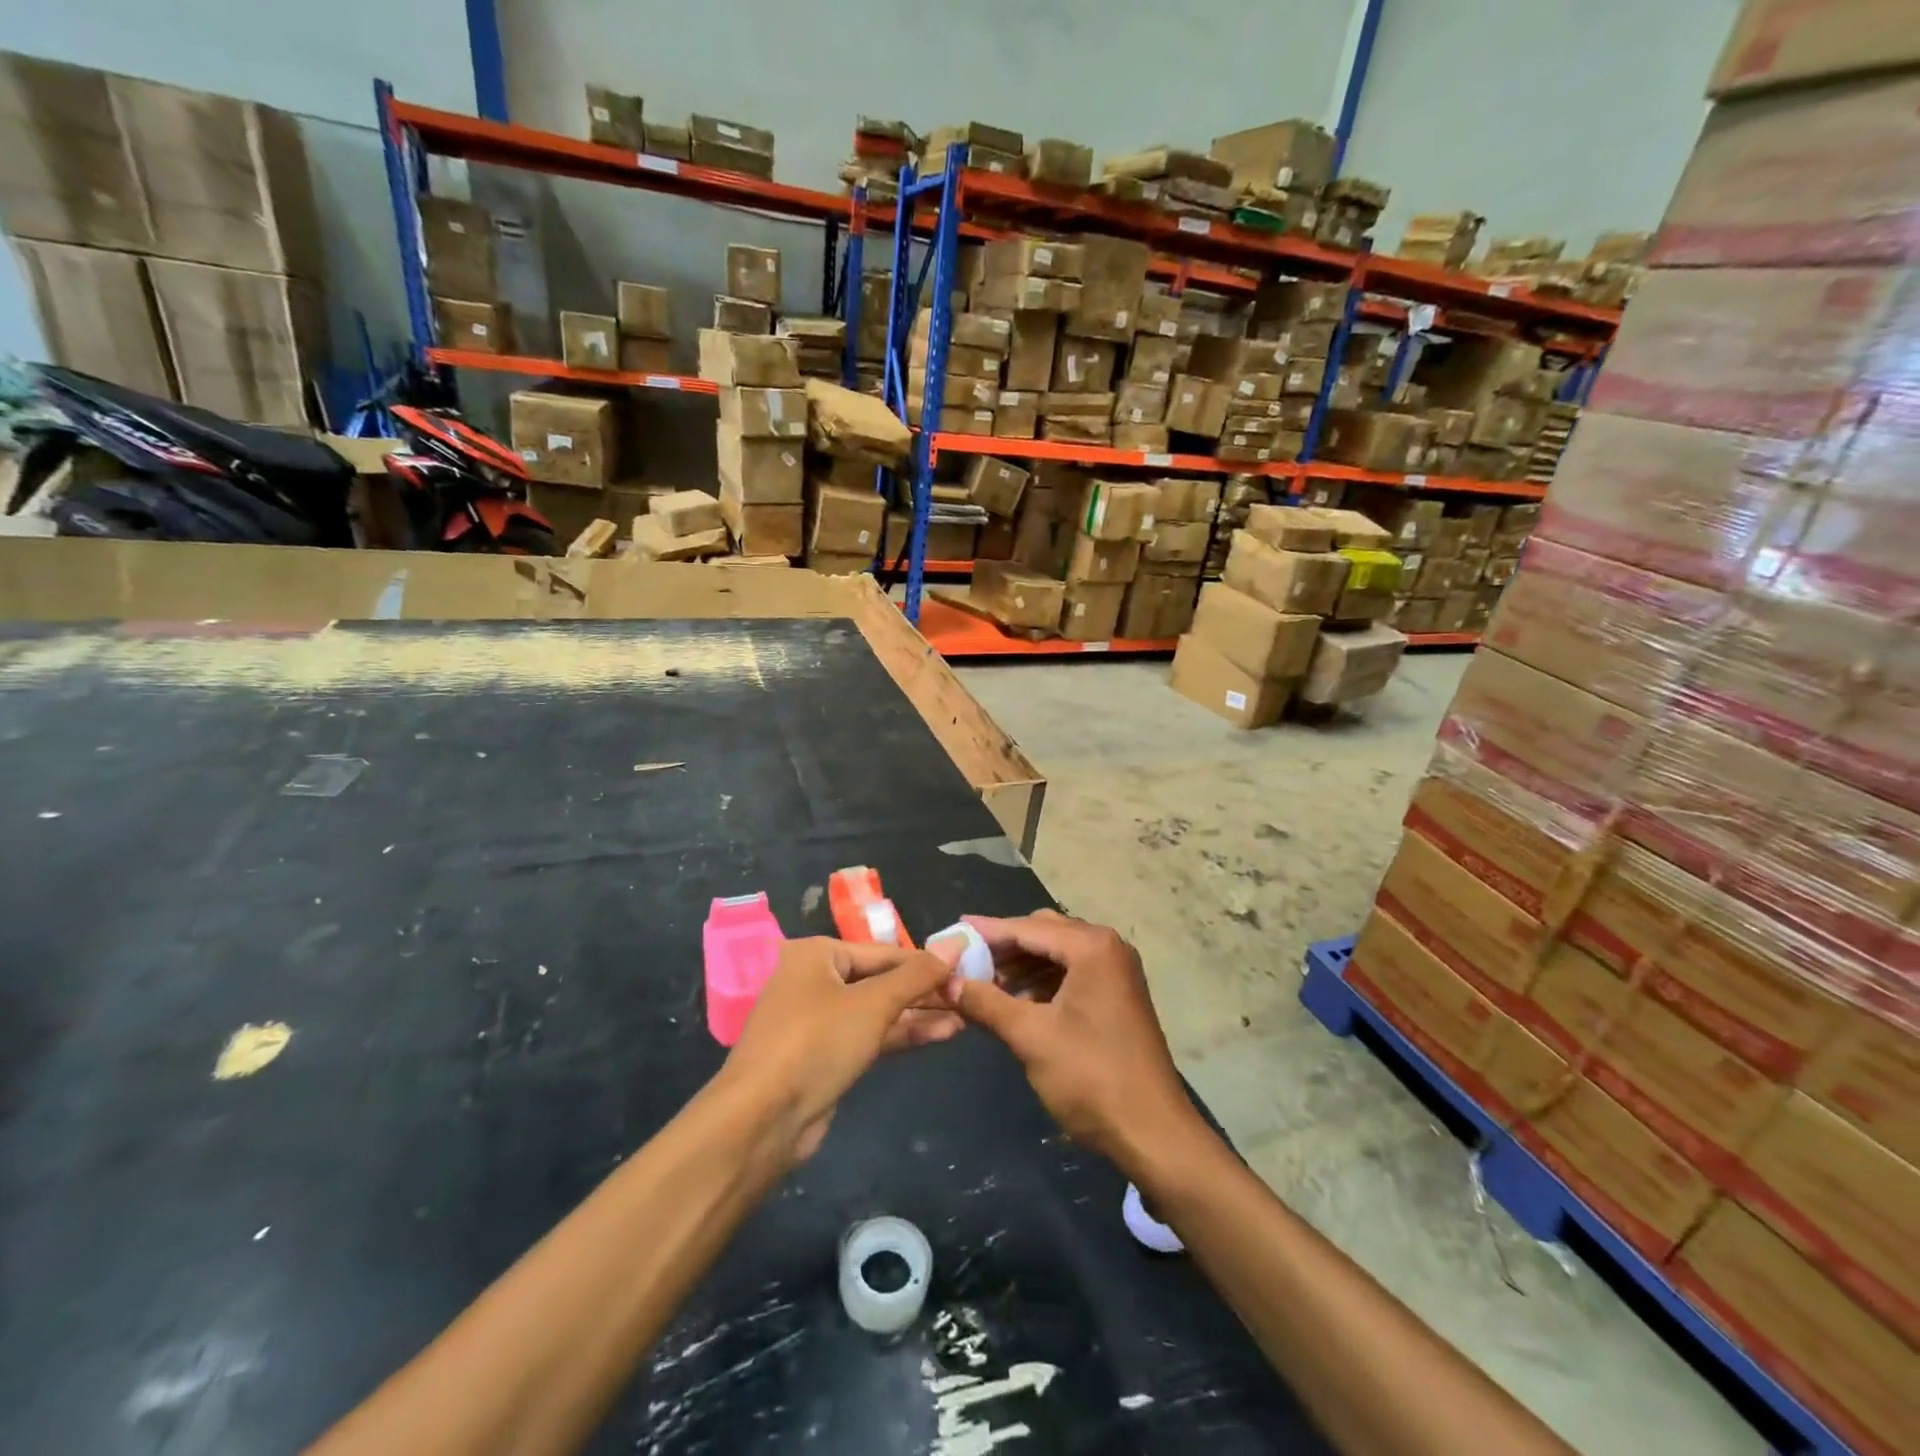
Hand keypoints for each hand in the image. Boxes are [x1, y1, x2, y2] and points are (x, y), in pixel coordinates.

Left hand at [720, 937, 964, 1165]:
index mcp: (816, 954)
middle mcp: (815, 980)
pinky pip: (870, 1035)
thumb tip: (957, 943)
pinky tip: (941, 1034)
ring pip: (877, 1010)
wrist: (762, 1120)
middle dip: (924, 990)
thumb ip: (917, 975)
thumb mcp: (873, 1003)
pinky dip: (901, 1034)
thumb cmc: (816, 1042)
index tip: (966, 968)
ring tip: (965, 1016)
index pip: (884, 952)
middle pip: (881, 980)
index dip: (925, 962)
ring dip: (918, 1014)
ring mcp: (818, 1020)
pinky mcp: (824, 1055)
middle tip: (969, 995)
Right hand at [949, 911, 1200, 1174]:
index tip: (952, 933)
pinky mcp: (1117, 994)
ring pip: (1057, 953)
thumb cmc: (1090, 1078)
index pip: (1027, 928)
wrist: (1153, 1132)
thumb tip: (946, 982)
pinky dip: (1042, 981)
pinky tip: (1017, 1001)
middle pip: (1044, 933)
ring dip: (1022, 966)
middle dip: (1004, 948)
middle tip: (966, 962)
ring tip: (984, 985)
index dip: (987, 932)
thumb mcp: (1030, 1037)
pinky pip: (1071, 973)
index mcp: (1091, 947)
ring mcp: (1116, 971)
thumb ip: (986, 1003)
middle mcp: (1108, 947)